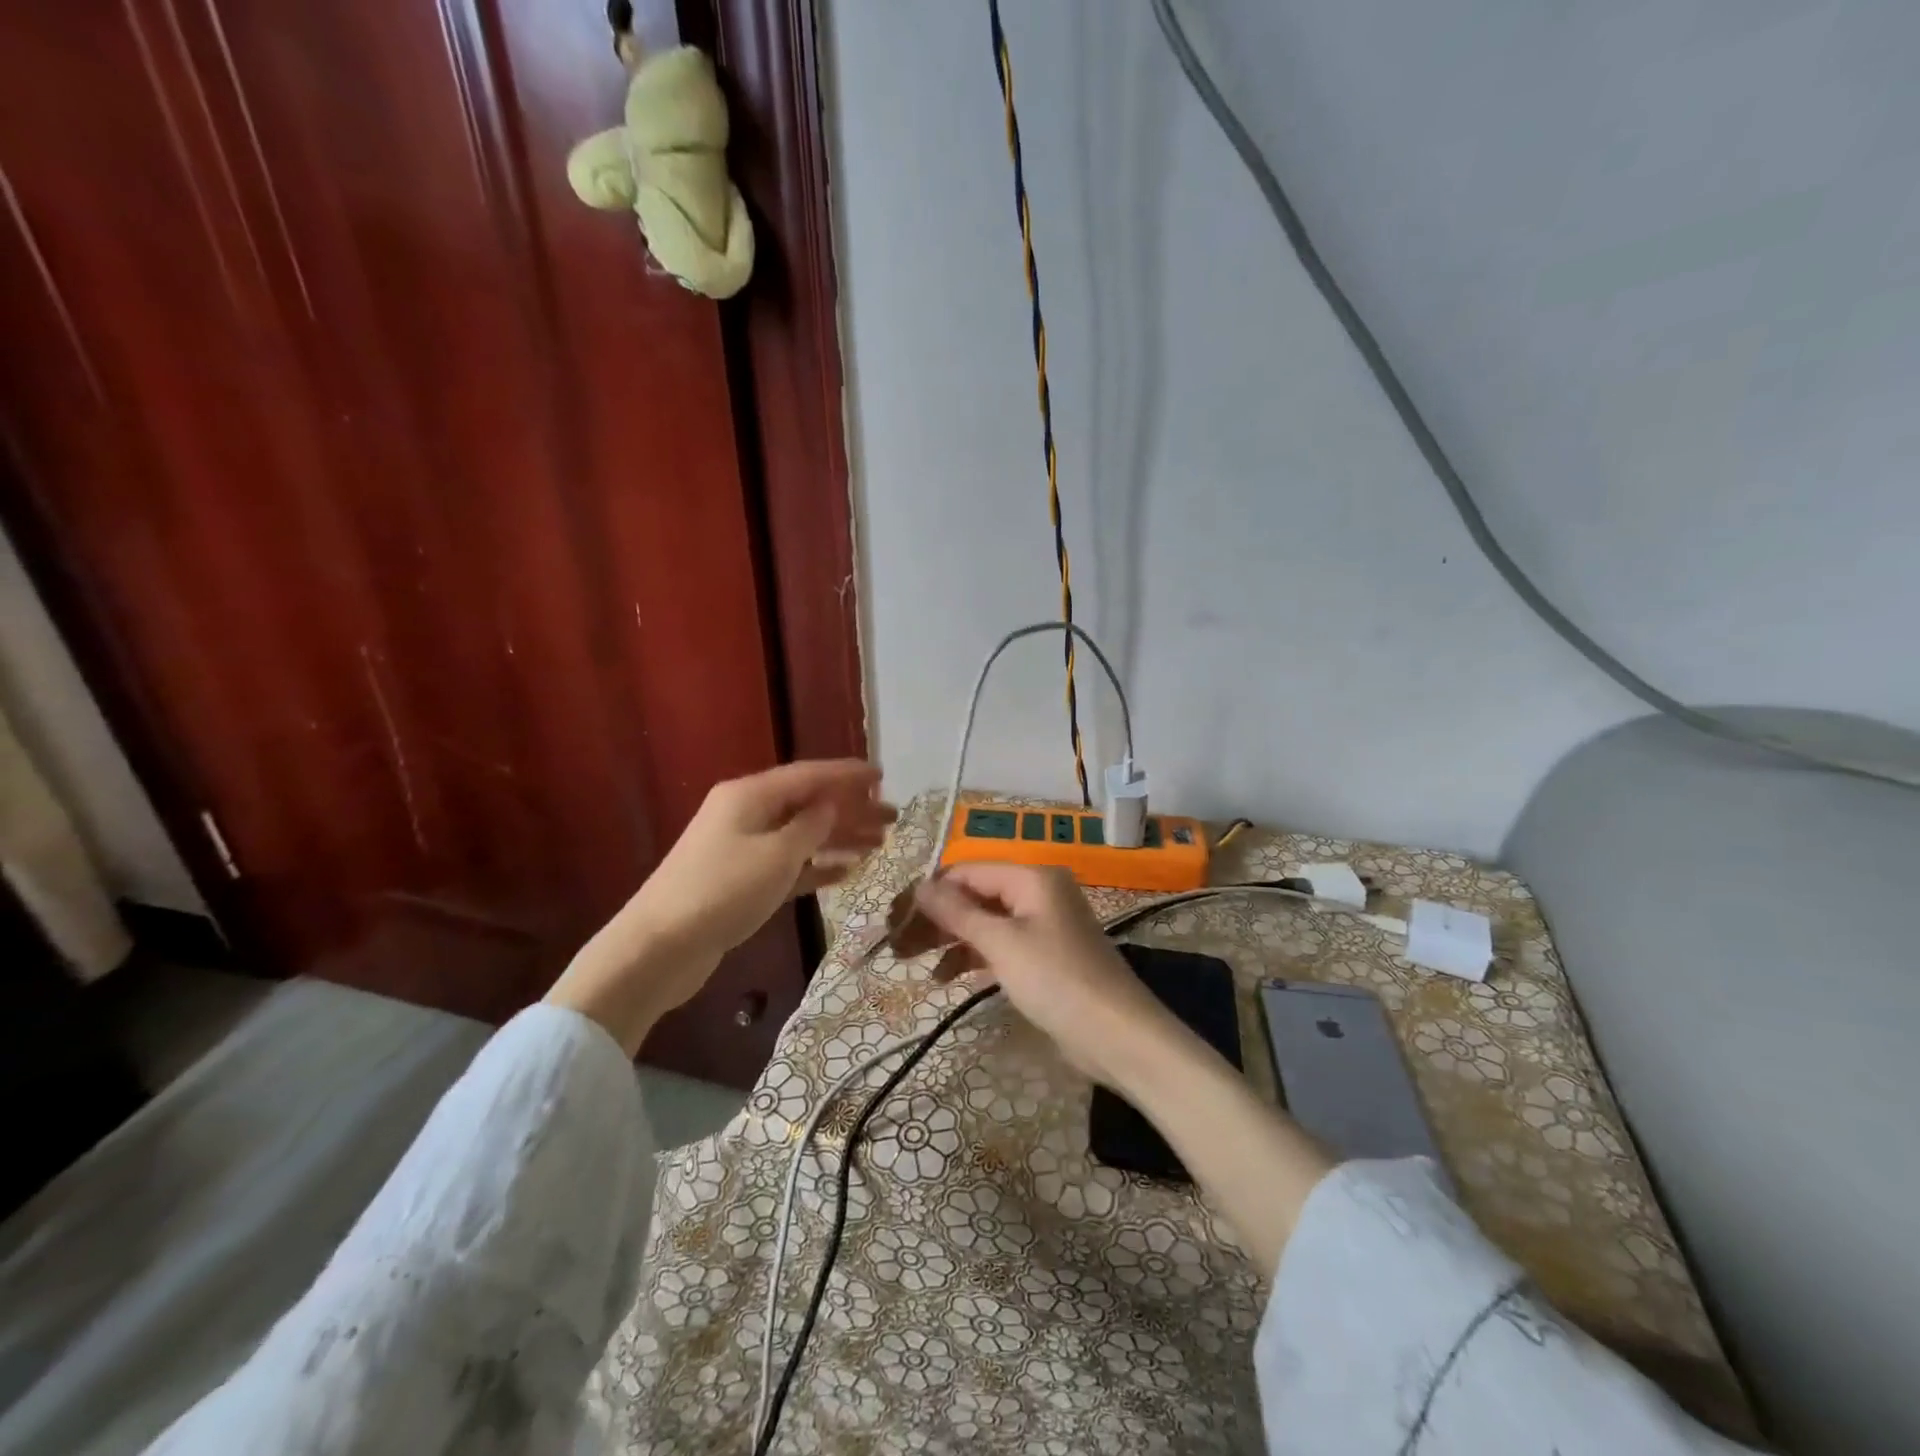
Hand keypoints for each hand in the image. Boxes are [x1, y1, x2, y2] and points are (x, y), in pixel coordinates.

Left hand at [548, 760, 892, 1053]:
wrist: (658, 948)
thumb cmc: (722, 892)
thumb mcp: (776, 855)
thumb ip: (811, 826)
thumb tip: (832, 804)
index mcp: (750, 795)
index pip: (809, 775)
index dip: (848, 775)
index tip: (883, 776)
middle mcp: (746, 813)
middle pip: (808, 804)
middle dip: (851, 809)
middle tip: (893, 818)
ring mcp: (742, 847)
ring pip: (801, 834)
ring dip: (839, 837)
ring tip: (879, 844)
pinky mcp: (741, 881)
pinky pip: (788, 864)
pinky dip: (816, 865)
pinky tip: (847, 871)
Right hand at [914, 863, 1185, 1091]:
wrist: (1117, 1036)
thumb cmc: (1057, 980)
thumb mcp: (1002, 944)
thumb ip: (958, 913)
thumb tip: (921, 885)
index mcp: (1032, 877)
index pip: (967, 871)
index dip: (930, 892)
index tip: (894, 918)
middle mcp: (1037, 892)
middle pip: (975, 895)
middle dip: (936, 918)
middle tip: (897, 945)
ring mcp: (1042, 925)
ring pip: (984, 922)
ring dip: (950, 940)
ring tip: (911, 963)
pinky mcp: (1044, 956)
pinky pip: (999, 946)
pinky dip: (972, 958)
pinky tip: (945, 978)